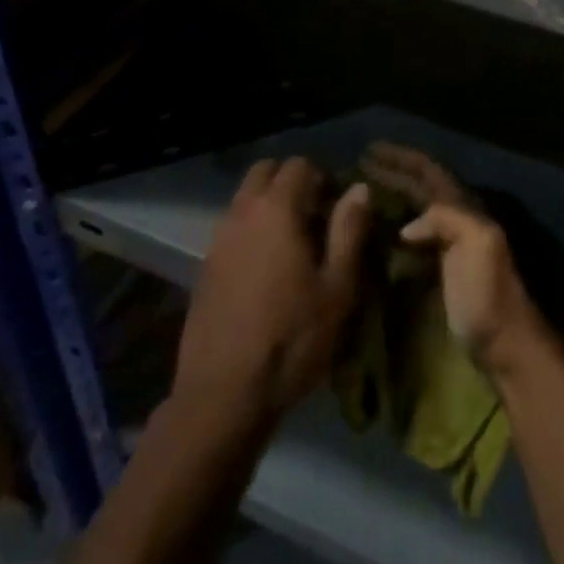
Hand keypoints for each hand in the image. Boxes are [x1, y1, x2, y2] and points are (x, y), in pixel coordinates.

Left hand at [174, 157, 371, 422]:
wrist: (222, 397)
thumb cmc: (291, 340)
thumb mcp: (337, 288)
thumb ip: (349, 230)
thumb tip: (359, 188)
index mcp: (277, 210)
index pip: (299, 165)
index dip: (323, 178)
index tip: (338, 206)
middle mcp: (242, 213)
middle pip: (265, 172)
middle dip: (290, 182)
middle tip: (315, 215)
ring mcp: (218, 240)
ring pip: (245, 199)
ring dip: (268, 205)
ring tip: (293, 244)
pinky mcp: (204, 268)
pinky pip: (232, 228)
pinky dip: (250, 231)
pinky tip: (266, 270)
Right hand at [363, 143, 549, 373]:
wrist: (507, 344)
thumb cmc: (488, 293)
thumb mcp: (476, 244)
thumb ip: (446, 219)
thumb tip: (406, 227)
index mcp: (464, 207)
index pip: (428, 170)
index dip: (401, 158)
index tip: (370, 149)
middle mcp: (457, 218)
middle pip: (421, 186)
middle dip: (393, 173)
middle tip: (358, 166)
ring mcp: (451, 244)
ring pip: (417, 209)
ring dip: (393, 196)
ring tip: (363, 192)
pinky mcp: (443, 270)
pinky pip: (414, 238)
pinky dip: (395, 227)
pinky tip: (377, 233)